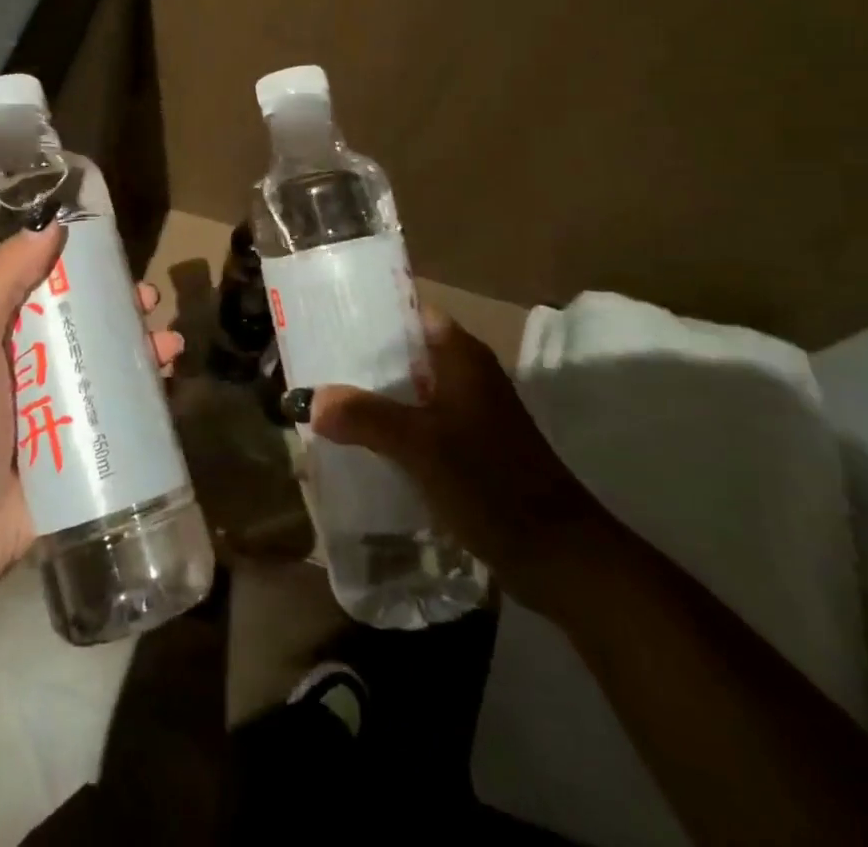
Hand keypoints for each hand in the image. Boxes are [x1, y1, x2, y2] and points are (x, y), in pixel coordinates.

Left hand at [0, 224, 183, 582]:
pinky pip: (126, 408)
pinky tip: (170, 380)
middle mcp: (36, 366)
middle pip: (88, 323)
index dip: (82, 268)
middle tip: (149, 302)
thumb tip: (50, 226)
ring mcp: (65, 407)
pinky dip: (151, 390)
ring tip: (170, 344)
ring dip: (145, 346)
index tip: (112, 257)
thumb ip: (1, 282)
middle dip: (123, 308)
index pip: (48, 287)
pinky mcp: (88, 444)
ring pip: (113, 362)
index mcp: (4, 337)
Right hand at [310, 308, 611, 615]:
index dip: (368, 313)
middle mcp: (466, 374)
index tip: (325, 319)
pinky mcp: (469, 446)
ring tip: (325, 400)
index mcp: (460, 356)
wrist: (557, 554)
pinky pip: (420, 422)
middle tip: (313, 362)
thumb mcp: (420, 445)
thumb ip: (365, 416)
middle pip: (404, 352)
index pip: (408, 313)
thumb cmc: (490, 482)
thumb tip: (310, 400)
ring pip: (410, 389)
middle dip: (361, 359)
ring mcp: (470, 411)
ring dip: (374, 395)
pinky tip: (359, 441)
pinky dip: (391, 425)